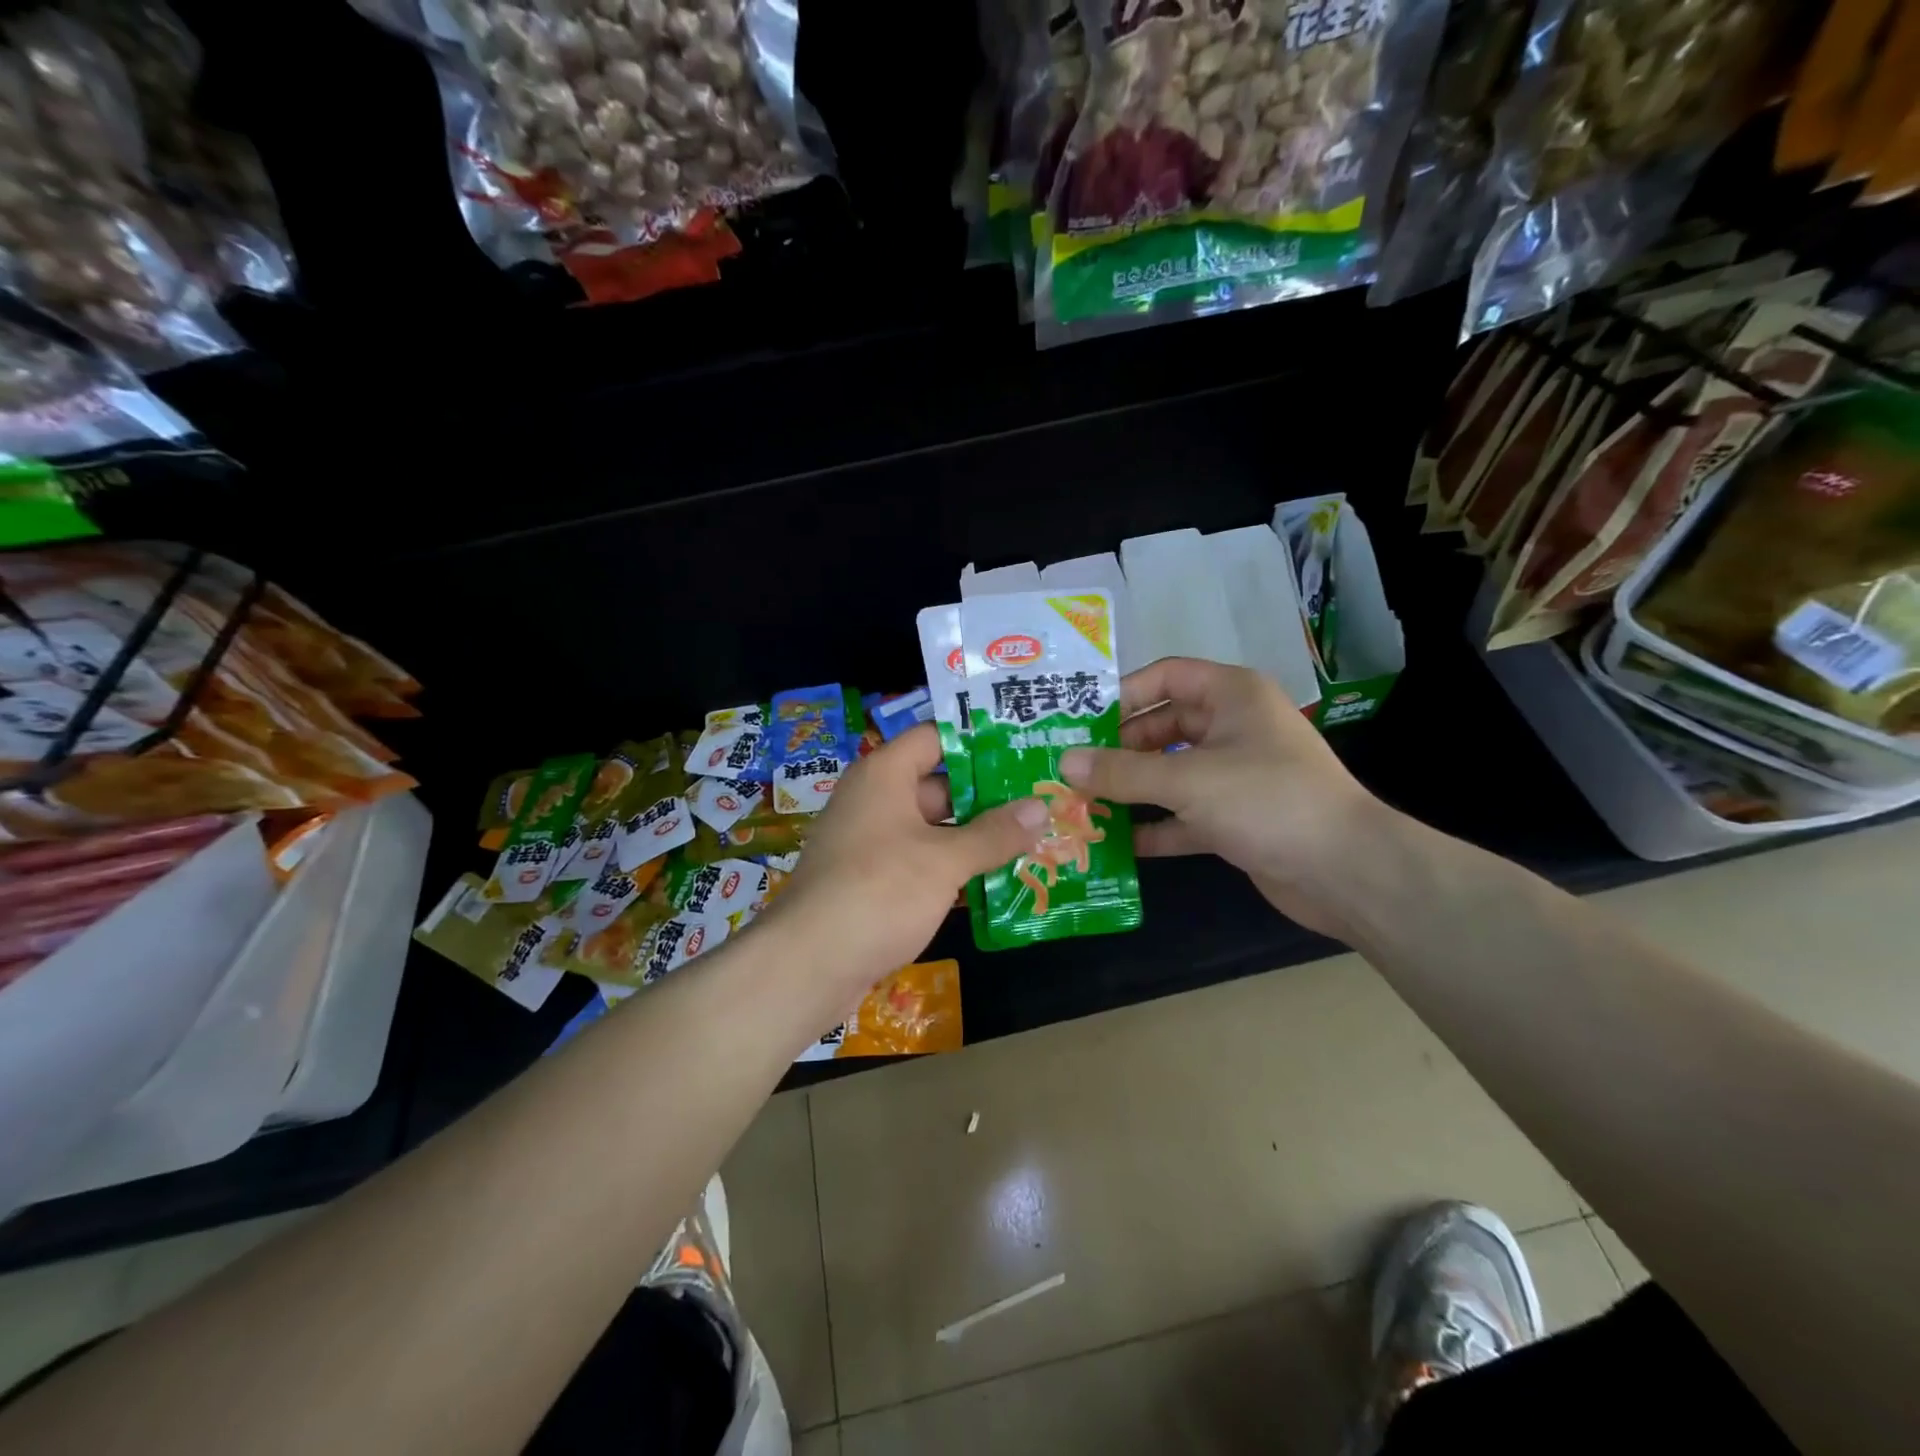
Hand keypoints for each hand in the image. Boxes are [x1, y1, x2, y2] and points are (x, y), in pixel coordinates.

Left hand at [762, 722, 1049, 1004]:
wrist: (808, 964)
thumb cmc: (879, 891)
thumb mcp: (944, 860)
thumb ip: (994, 834)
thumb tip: (1040, 808)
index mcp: (884, 775)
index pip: (935, 738)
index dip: (977, 740)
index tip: (1023, 747)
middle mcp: (875, 800)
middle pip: (939, 785)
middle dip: (987, 796)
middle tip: (1040, 799)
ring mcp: (871, 843)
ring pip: (933, 829)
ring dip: (975, 837)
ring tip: (1032, 839)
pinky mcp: (871, 882)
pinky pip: (920, 863)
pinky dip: (953, 869)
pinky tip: (997, 881)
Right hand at [1059, 657, 1392, 937]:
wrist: (1346, 871)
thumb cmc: (1267, 800)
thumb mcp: (1187, 780)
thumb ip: (1122, 772)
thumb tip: (1064, 763)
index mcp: (1232, 695)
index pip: (1167, 677)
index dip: (1123, 694)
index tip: (1080, 720)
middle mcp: (1233, 728)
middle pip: (1163, 727)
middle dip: (1118, 749)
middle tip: (1070, 768)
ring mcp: (1235, 775)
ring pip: (1170, 773)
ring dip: (1131, 789)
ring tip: (1081, 802)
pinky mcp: (1235, 818)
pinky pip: (1183, 814)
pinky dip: (1154, 825)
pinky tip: (1116, 841)